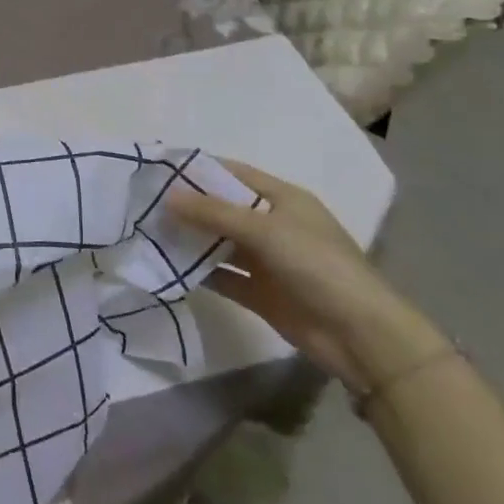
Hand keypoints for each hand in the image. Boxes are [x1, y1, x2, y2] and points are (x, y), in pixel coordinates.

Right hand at [169, 160, 448, 392]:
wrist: (360, 335)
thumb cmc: (317, 265)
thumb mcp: (265, 230)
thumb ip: (214, 213)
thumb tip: (167, 197)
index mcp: (283, 198)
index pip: (233, 174)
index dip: (199, 169)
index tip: (159, 168)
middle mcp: (273, 224)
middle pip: (223, 208)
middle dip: (188, 205)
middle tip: (144, 202)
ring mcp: (266, 260)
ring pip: (220, 242)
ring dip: (190, 239)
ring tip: (147, 231)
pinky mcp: (260, 292)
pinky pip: (222, 275)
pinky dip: (198, 271)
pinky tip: (167, 267)